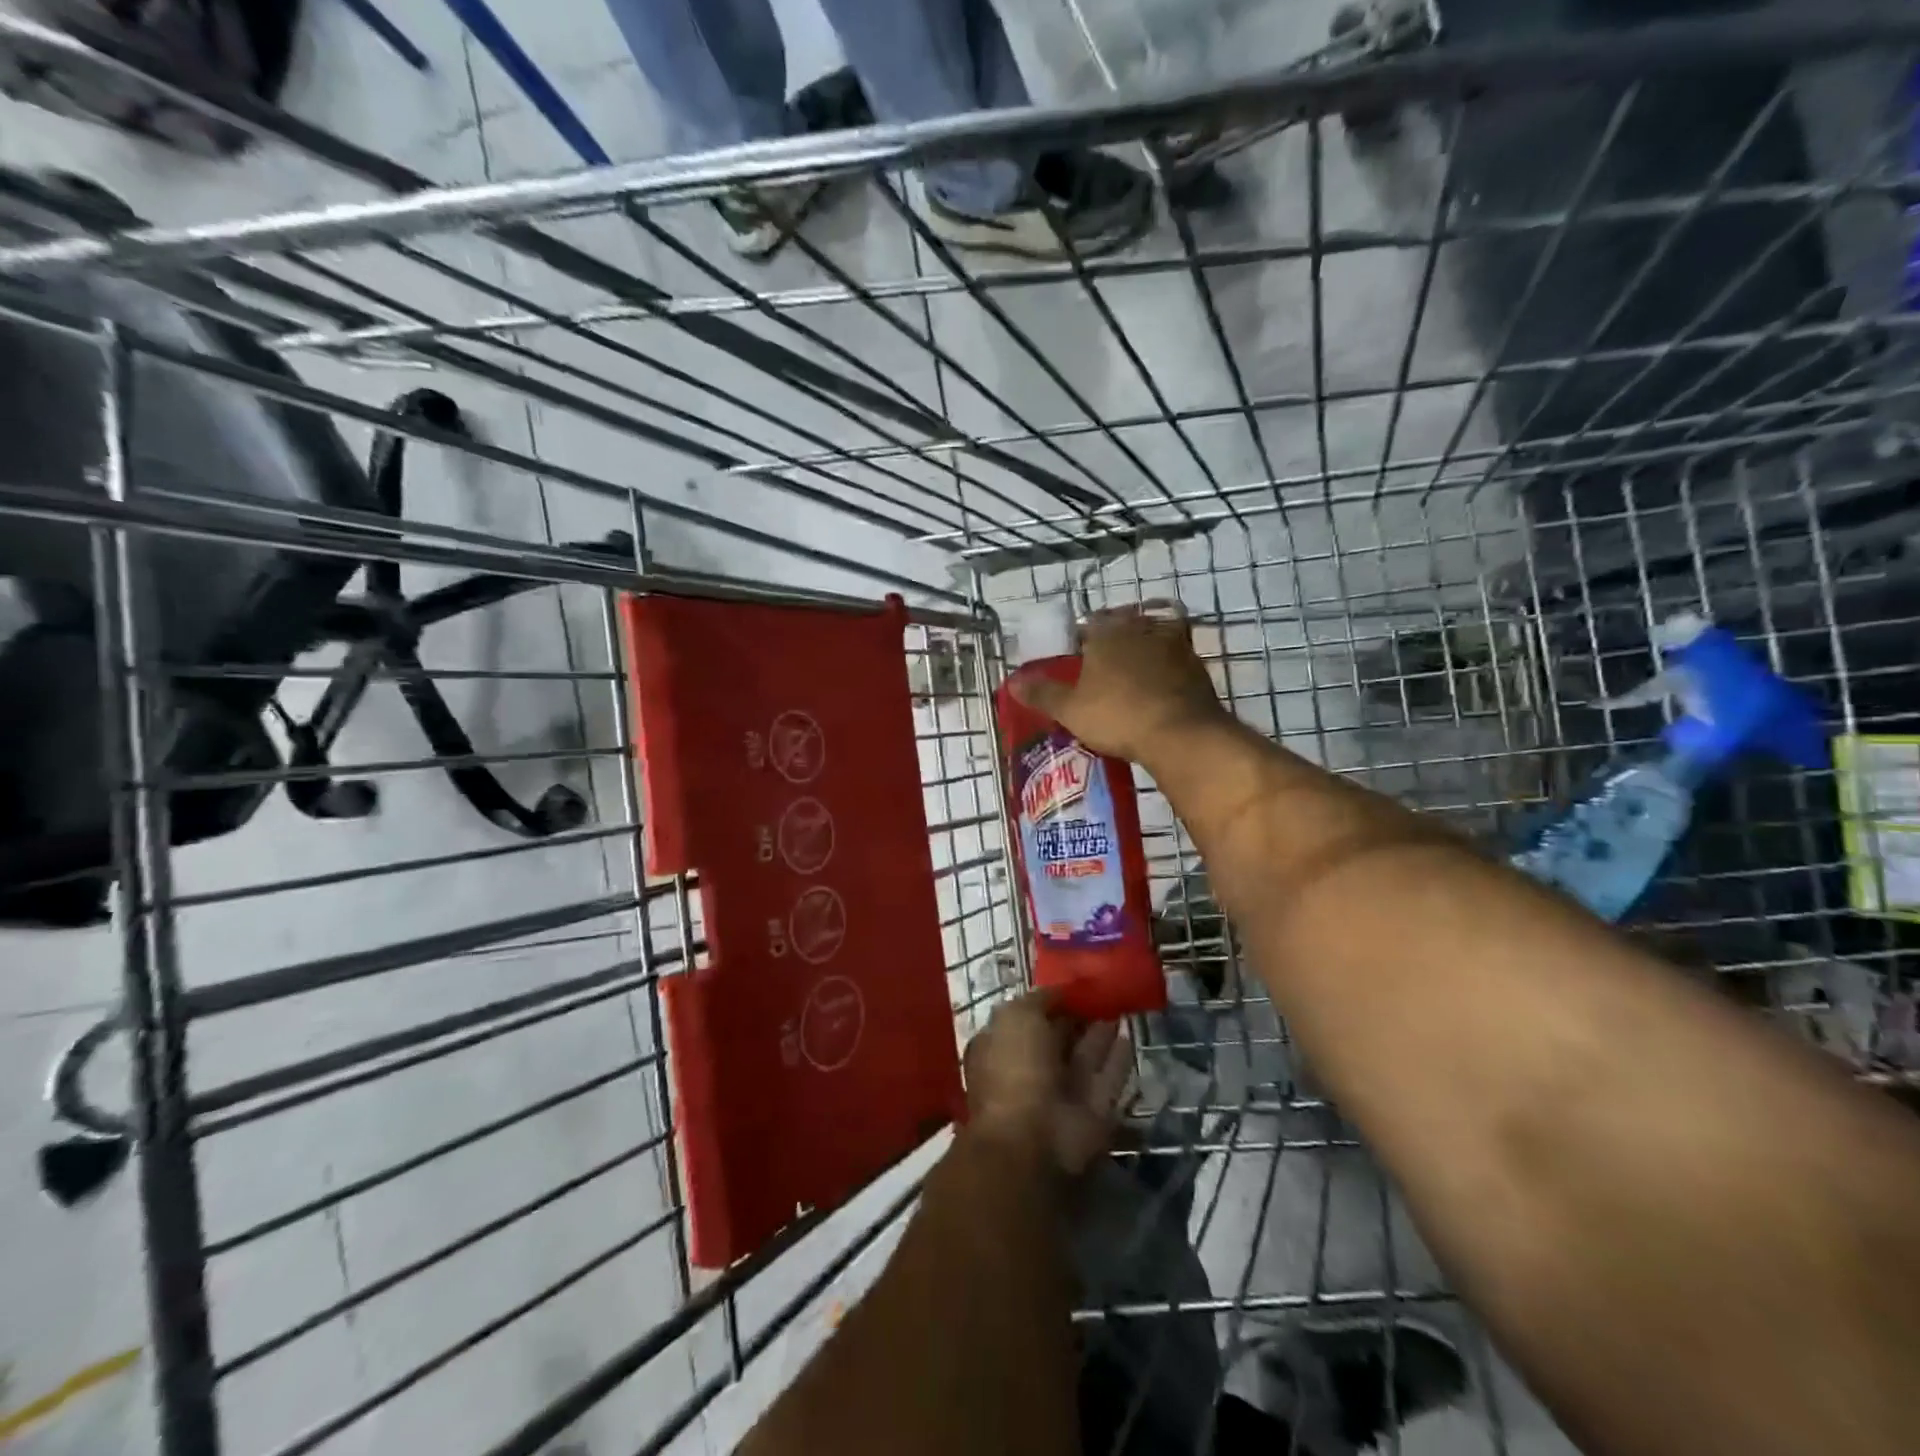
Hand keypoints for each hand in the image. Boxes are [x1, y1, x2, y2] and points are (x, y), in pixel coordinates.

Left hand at [963, 993, 1131, 1176]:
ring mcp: (1061, 1094)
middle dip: (1076, 1017)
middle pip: (1057, 1038)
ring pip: (1084, 1057)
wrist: (1034, 1140)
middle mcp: (1030, 1070)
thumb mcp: (1016, 1017)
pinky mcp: (1092, 1113)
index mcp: (1000, 1047)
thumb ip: (1039, 1000)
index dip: (1047, 1002)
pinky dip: (1118, 1058)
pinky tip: (1129, 1034)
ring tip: (1119, 1006)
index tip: (1072, 984)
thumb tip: (1060, 991)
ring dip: (1100, 1034)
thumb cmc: (1015, 1068)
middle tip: (1101, 992)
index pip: (1025, 1018)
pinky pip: (1107, 1078)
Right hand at [1008, 602, 1224, 763]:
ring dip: (1141, 656)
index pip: (1088, 625)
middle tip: (1102, 672)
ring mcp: (1174, 645)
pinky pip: (1174, 663)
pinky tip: (1158, 693)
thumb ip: (1041, 693)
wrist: (1181, 734)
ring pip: (1151, 642)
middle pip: (1122, 629)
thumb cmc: (1117, 716)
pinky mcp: (1197, 667)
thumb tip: (1010, 681)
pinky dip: (1165, 673)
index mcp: (1107, 632)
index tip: (1075, 661)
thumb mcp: (1070, 709)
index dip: (1079, 642)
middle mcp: (1141, 629)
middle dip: (1112, 645)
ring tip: (1130, 682)